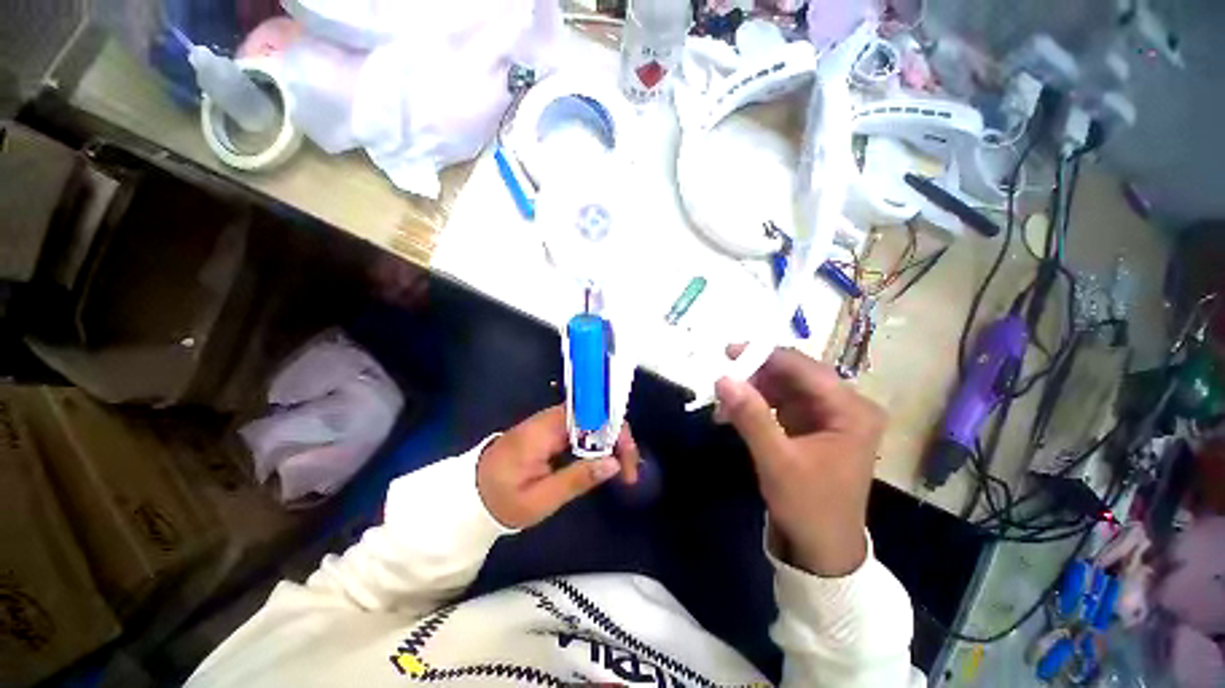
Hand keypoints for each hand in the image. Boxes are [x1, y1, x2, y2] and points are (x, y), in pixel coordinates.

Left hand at [477, 406, 639, 529]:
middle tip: (628, 471)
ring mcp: (547, 422)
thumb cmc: (501, 500)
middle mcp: (548, 419)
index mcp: (543, 431)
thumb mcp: (539, 500)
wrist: (469, 495)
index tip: (627, 461)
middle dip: (617, 438)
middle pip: (594, 415)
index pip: (590, 417)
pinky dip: (596, 443)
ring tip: (621, 468)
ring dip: (609, 441)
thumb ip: (576, 479)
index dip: (615, 432)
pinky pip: (580, 429)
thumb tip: (614, 463)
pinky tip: (603, 460)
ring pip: (590, 421)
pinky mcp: (547, 430)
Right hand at [715, 346, 885, 576]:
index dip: (766, 356)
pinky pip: (782, 403)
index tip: (729, 352)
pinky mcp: (813, 426)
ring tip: (724, 402)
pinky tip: (735, 413)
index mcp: (851, 410)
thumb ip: (750, 417)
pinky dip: (757, 405)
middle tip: (723, 380)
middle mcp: (845, 406)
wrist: (823, 549)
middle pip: (796, 375)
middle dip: (757, 375)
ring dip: (754, 390)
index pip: (806, 369)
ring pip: (785, 387)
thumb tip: (723, 378)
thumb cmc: (809, 506)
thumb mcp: (776, 461)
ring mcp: (829, 416)